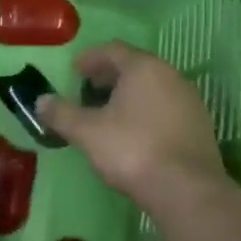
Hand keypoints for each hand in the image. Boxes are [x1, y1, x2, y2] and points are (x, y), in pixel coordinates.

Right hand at [37, 41, 225, 207]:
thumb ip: (61, 113)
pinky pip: (166, 107)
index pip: (113, 50)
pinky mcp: (199, 126)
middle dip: (109, 76)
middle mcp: (171, 76)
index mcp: (143, 68)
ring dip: (128, 94)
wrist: (186, 190)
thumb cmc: (132, 149)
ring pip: (152, 87)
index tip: (74, 71)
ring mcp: (190, 101)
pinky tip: (133, 131)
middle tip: (87, 89)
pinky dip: (146, 110)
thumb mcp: (86, 131)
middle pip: (135, 66)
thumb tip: (41, 101)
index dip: (90, 58)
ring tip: (107, 112)